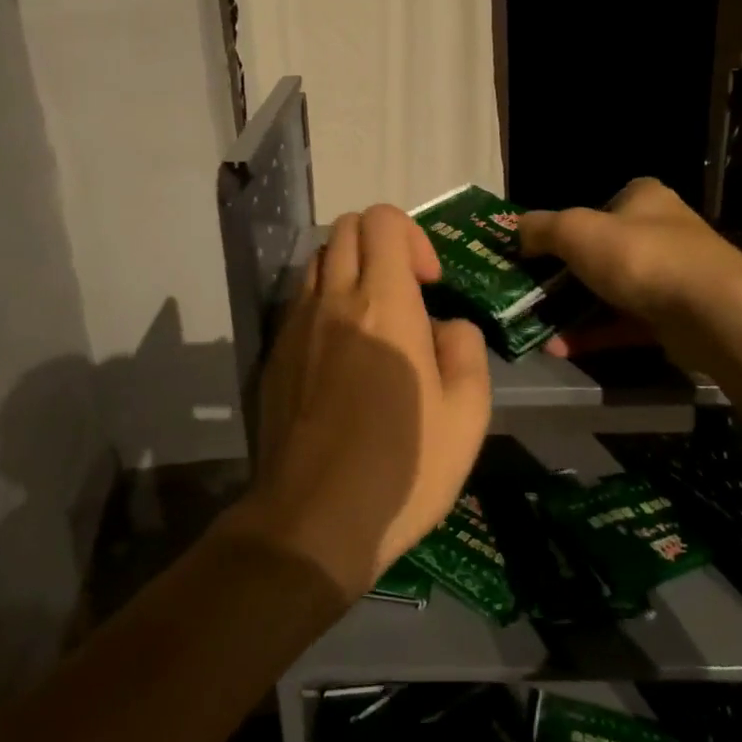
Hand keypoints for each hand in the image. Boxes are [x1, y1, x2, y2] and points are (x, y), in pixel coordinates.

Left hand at [230, 205, 492, 600]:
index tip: (429, 285)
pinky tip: (341, 352)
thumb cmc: (403, 469)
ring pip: (317, 259)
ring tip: (373, 318)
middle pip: (346, 228)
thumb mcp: (467, 415)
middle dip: (382, 243)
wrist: (313, 521)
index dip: (413, 237)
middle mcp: (332, 300)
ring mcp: (295, 326)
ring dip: (349, 269)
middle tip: (405, 292)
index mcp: (383, 304)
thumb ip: (465, 350)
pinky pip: (299, 300)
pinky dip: (324, 301)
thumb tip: (444, 328)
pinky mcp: (273, 354)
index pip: (383, 220)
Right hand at [518, 177, 741, 371]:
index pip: (600, 205)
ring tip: (536, 324)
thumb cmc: (639, 256)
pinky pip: (623, 325)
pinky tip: (558, 348)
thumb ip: (542, 228)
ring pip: (611, 292)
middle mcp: (660, 233)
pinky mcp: (673, 320)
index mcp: (643, 200)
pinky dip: (593, 334)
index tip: (537, 250)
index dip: (566, 226)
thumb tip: (517, 231)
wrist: (710, 312)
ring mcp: (669, 279)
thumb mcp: (576, 231)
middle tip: (529, 291)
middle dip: (564, 275)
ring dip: (573, 309)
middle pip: (602, 252)